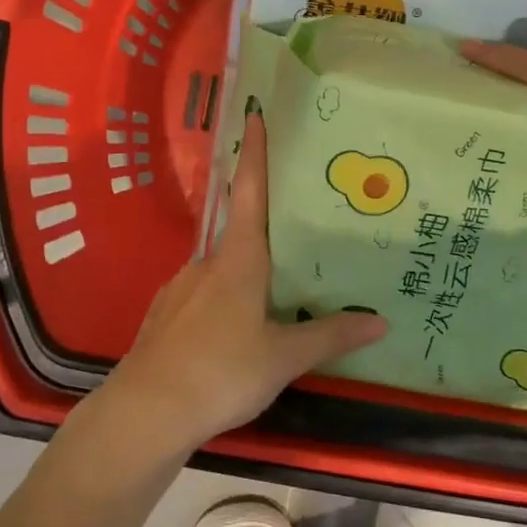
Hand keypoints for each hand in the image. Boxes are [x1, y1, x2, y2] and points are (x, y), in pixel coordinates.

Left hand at [101, 109, 387, 450]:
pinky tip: (233, 331)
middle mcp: (207, 263)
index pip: (249, 191)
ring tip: (273, 296)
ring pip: (222, 268)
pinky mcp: (165, 315)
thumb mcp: (283, 357)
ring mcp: (180, 287)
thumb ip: (329, 336)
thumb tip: (380, 322)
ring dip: (246, 272)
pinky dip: (223, 300)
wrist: (146, 412)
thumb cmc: (221, 372)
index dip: (254, 152)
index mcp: (238, 260)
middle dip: (267, 228)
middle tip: (299, 237)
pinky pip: (203, 295)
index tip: (255, 115)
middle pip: (240, 230)